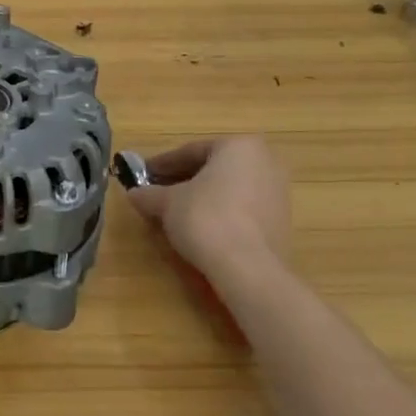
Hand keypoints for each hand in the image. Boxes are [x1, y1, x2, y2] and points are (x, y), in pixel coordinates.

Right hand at [125, 136, 290, 292]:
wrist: (249, 268)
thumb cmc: (205, 218)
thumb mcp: (166, 203)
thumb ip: (148, 194)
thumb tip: (133, 194)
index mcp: (238, 146)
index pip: (190, 151)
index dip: (161, 165)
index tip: (142, 176)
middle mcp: (264, 162)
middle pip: (212, 168)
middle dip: (183, 180)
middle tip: (157, 193)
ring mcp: (278, 193)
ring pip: (228, 189)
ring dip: (201, 198)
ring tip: (175, 214)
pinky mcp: (281, 221)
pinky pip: (242, 208)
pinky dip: (220, 213)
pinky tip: (200, 229)